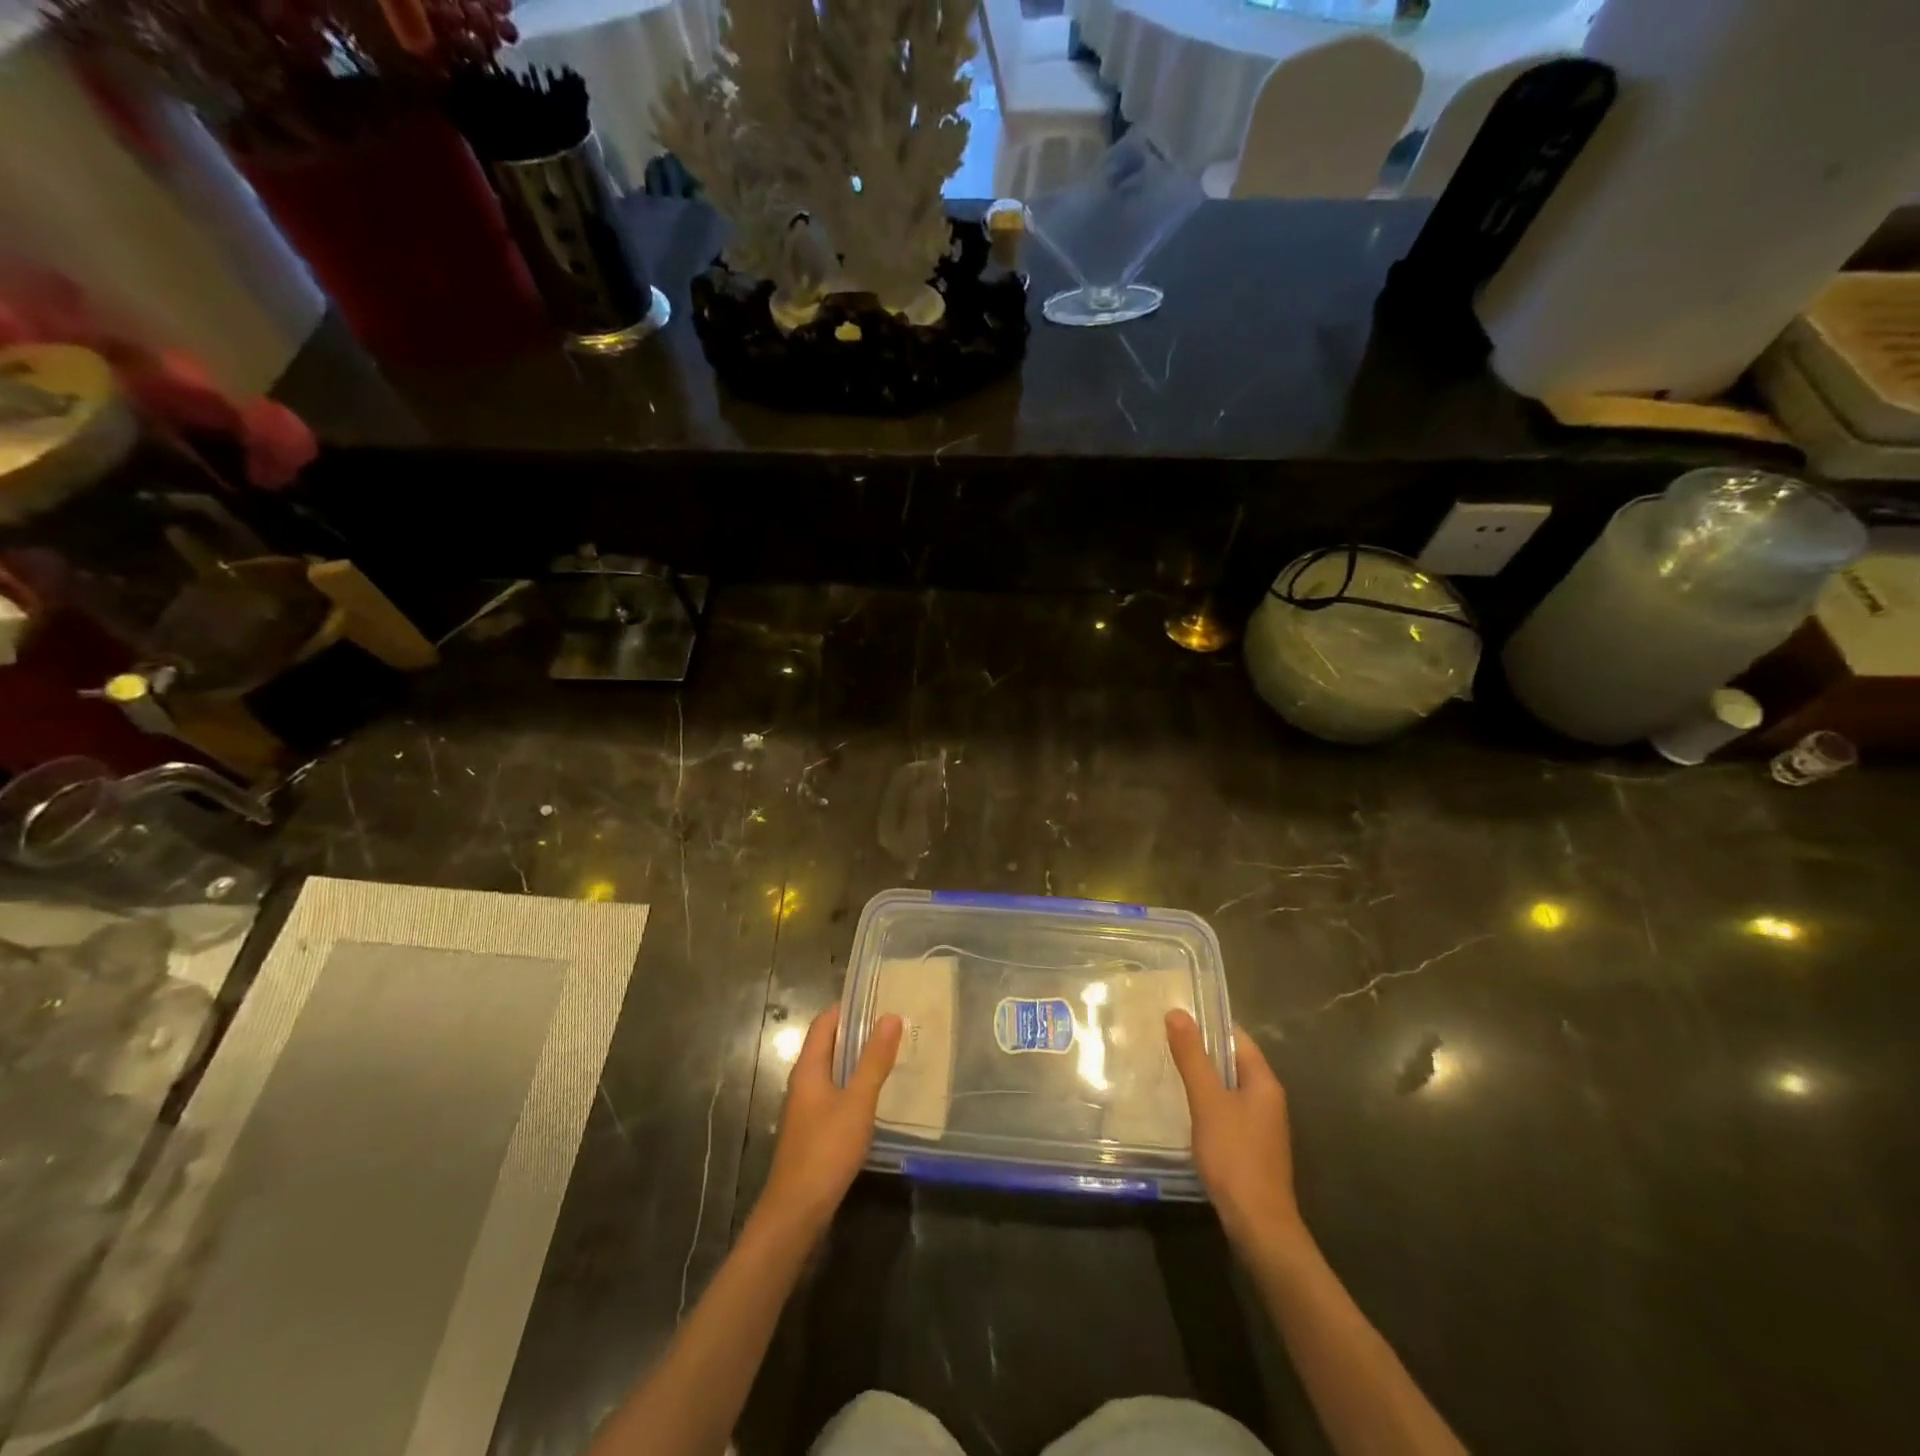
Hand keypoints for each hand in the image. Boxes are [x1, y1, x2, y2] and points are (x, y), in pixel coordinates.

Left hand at [757, 1005, 902, 1235]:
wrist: (797, 1211)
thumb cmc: (826, 1149)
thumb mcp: (857, 1102)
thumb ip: (874, 1060)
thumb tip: (890, 1016)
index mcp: (809, 1068)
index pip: (825, 1022)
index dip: (849, 1007)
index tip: (880, 997)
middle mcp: (804, 1082)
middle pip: (829, 1044)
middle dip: (859, 1032)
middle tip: (895, 1023)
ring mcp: (808, 1107)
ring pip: (835, 1070)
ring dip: (859, 1059)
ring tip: (893, 1052)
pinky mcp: (815, 1130)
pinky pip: (837, 1094)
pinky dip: (856, 1085)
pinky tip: (878, 1094)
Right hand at [1167, 1010, 1306, 1252]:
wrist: (1258, 1225)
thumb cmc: (1235, 1156)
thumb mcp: (1208, 1101)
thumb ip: (1193, 1057)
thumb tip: (1177, 1012)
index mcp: (1264, 1082)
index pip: (1237, 1037)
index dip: (1208, 1024)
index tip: (1175, 1016)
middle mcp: (1268, 1099)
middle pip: (1232, 1062)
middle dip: (1201, 1051)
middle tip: (1162, 1040)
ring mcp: (1261, 1126)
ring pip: (1228, 1088)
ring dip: (1202, 1078)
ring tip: (1166, 1069)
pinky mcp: (1251, 1148)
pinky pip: (1226, 1112)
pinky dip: (1206, 1104)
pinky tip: (1183, 1110)